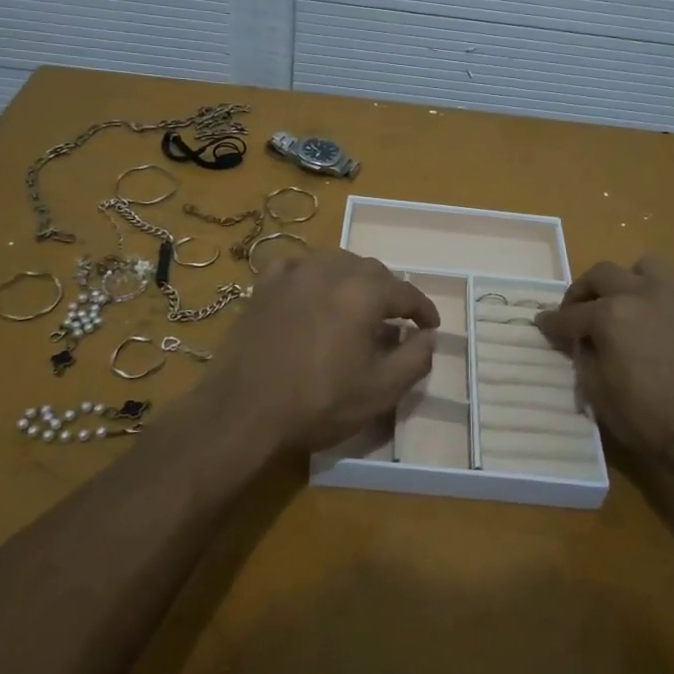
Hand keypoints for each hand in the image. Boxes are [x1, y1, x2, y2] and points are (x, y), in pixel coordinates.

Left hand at [193, 248, 439, 455]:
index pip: (405, 292)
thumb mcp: (379, 392)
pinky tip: (310, 289)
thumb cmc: (317, 403)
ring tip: (356, 303)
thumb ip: (414, 360)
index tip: (430, 326)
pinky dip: (312, 273)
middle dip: (390, 292)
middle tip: (395, 319)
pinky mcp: (264, 285)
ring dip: (353, 278)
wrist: (242, 411)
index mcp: (363, 293)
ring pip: (335, 261)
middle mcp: (330, 270)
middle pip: (372, 270)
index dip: (423, 309)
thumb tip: (428, 336)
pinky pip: (296, 265)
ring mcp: (293, 274)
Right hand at [535, 255, 673, 460]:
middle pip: (602, 274)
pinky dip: (673, 293)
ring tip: (627, 302)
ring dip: (630, 280)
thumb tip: (580, 340)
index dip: (553, 322)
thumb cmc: (646, 415)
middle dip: (583, 291)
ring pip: (646, 266)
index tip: (543, 324)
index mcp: (610, 314)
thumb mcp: (597, 390)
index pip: (570, 315)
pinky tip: (668, 311)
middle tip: (578, 312)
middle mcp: (641, 293)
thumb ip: (583, 355)